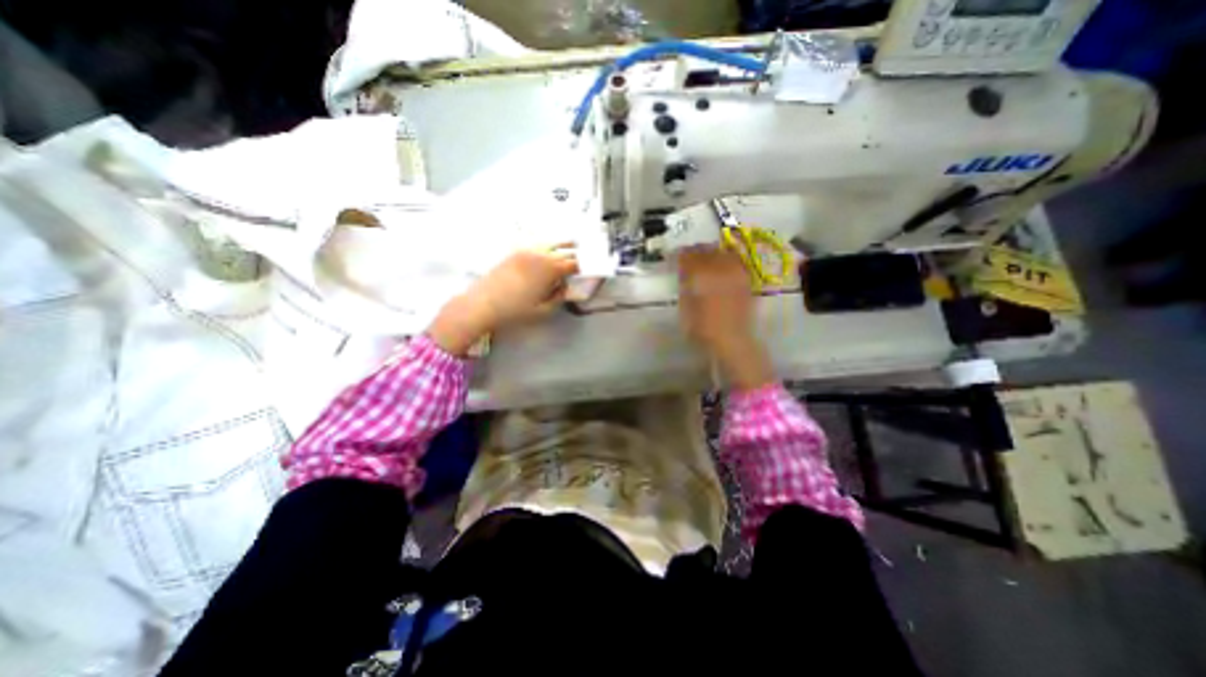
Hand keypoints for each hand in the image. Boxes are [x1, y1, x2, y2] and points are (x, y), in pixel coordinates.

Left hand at [426, 247, 576, 357]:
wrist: (482, 304)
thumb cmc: (515, 310)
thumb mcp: (543, 310)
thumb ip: (558, 297)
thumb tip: (566, 287)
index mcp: (550, 268)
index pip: (574, 263)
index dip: (585, 266)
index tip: (591, 268)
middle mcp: (541, 254)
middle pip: (565, 249)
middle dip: (576, 253)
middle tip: (585, 255)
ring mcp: (526, 250)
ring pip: (551, 243)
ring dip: (563, 245)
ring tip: (572, 245)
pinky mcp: (514, 252)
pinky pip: (537, 244)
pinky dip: (547, 246)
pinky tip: (548, 250)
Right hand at [677, 249, 771, 387]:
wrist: (732, 340)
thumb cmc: (703, 328)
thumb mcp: (685, 307)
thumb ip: (685, 286)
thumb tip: (684, 272)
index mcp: (701, 275)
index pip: (689, 256)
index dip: (681, 255)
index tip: (676, 257)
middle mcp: (719, 269)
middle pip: (706, 250)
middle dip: (696, 251)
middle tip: (689, 256)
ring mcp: (735, 273)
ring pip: (722, 253)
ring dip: (711, 253)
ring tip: (705, 259)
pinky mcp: (745, 279)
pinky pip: (735, 262)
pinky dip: (726, 260)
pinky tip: (721, 266)